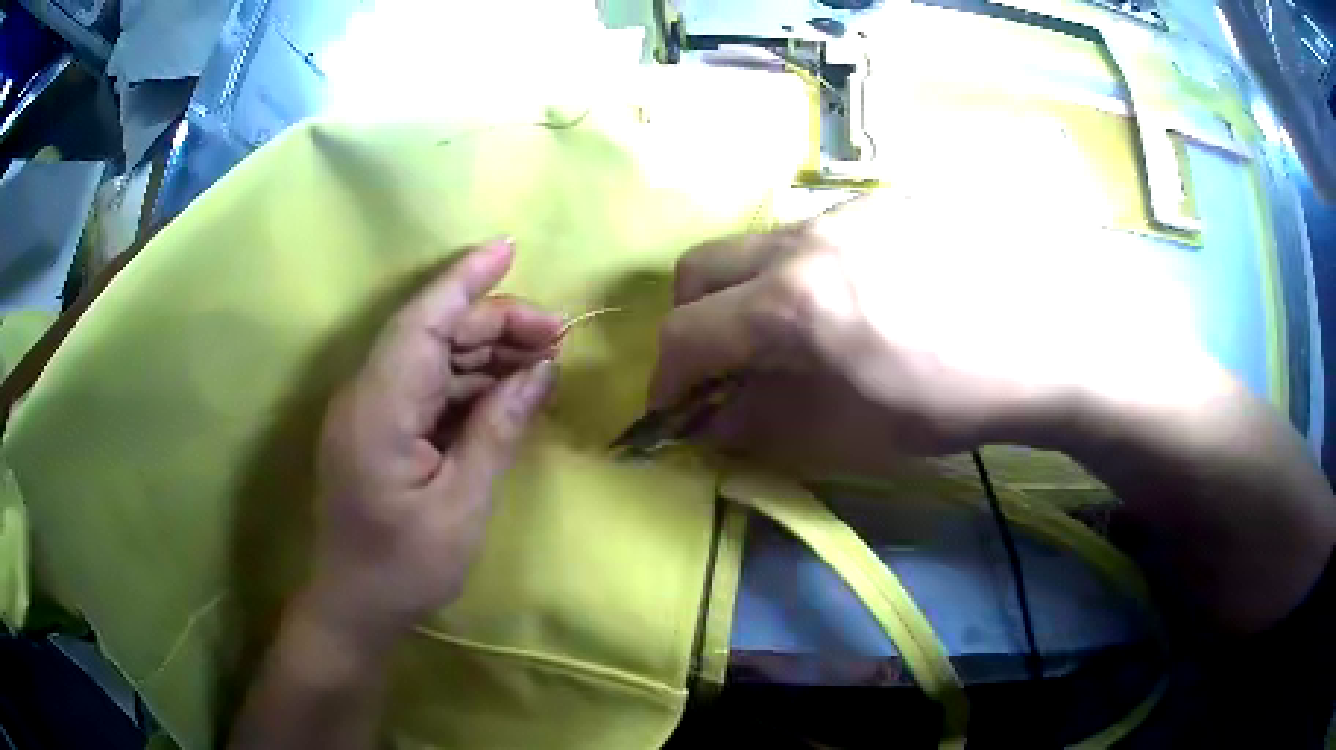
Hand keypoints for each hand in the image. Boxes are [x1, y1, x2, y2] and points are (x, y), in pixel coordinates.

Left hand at [308, 240, 560, 644]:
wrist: (355, 606)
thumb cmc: (405, 567)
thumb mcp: (463, 505)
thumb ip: (498, 430)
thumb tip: (540, 370)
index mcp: (379, 410)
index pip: (423, 322)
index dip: (465, 280)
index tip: (511, 249)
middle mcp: (368, 395)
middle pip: (432, 333)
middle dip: (494, 323)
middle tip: (558, 334)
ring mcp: (371, 410)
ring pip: (432, 357)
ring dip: (486, 352)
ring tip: (544, 357)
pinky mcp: (380, 427)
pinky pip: (427, 387)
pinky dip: (469, 382)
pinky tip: (508, 388)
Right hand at [652, 194, 1210, 471]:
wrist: (1048, 334)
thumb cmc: (953, 396)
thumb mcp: (853, 429)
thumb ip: (766, 421)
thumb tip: (708, 424)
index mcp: (790, 304)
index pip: (687, 334)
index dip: (667, 378)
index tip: (673, 407)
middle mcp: (800, 242)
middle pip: (700, 268)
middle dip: (691, 321)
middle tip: (719, 365)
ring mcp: (840, 214)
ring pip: (753, 246)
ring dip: (743, 293)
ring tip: (786, 335)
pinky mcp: (877, 205)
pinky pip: (806, 235)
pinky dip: (793, 272)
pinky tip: (845, 302)